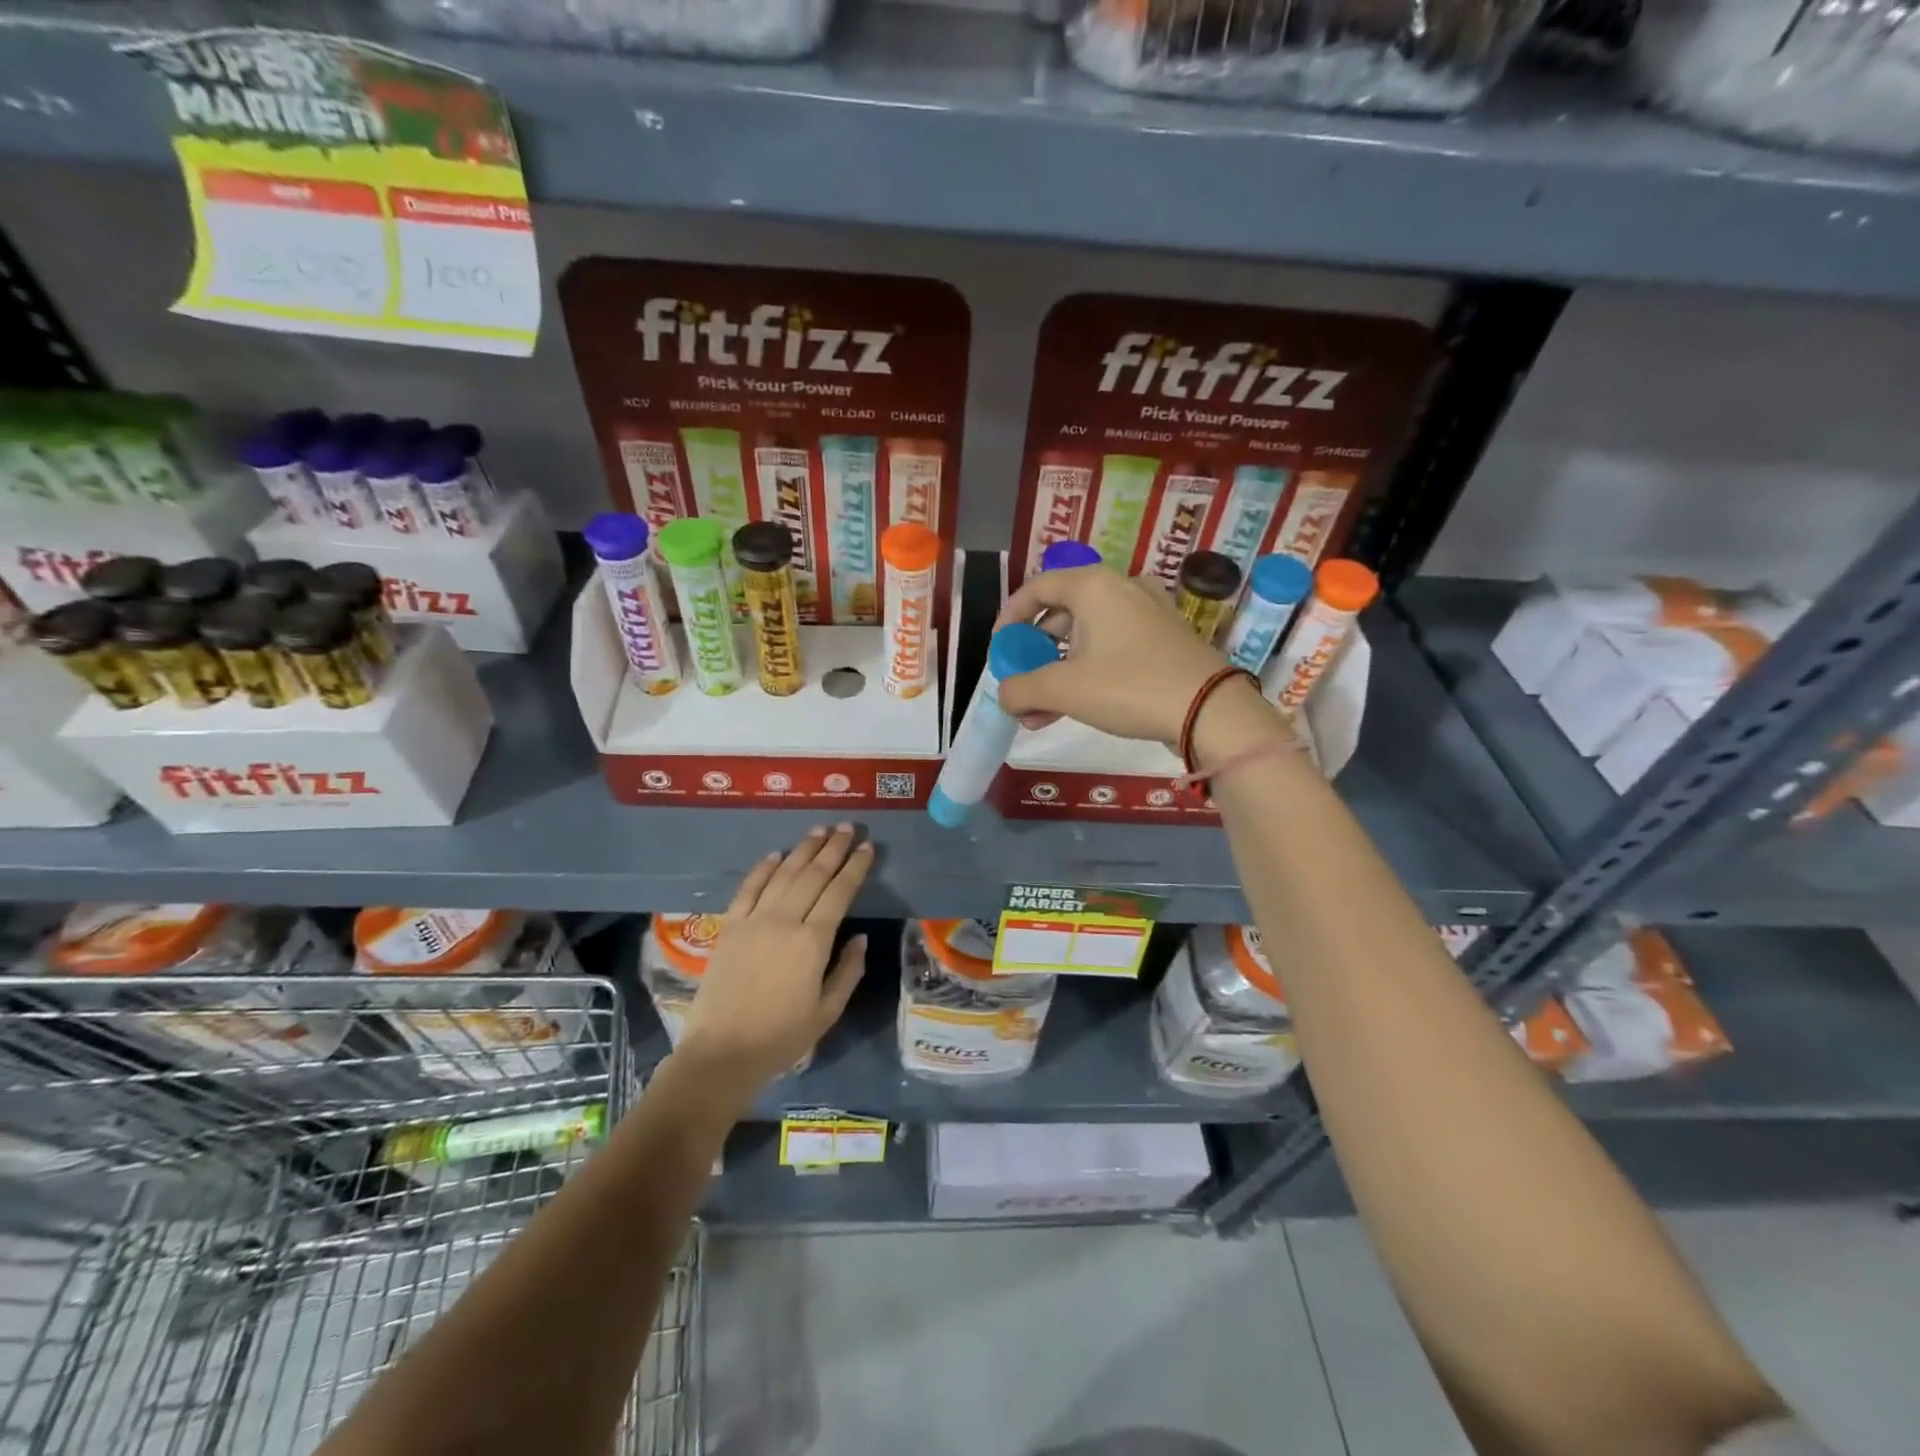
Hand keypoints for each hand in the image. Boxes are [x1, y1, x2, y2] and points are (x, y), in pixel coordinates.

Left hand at [673, 825, 872, 1104]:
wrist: (721, 1053)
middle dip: (833, 848)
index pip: (839, 892)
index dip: (855, 867)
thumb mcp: (828, 1012)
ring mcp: (753, 921)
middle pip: (813, 874)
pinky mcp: (730, 927)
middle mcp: (784, 921)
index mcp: (813, 942)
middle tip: (847, 827)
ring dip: (803, 849)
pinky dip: (763, 868)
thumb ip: (848, 971)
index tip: (866, 847)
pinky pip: (748, 888)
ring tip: (819, 830)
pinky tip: (775, 854)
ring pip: (782, 874)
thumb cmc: (781, 1037)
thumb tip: (860, 938)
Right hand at [994, 565, 1235, 746]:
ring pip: (1087, 637)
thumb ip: (1022, 689)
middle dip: (1034, 654)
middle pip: (1062, 614)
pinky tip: (1073, 709)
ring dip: (1057, 672)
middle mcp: (1121, 589)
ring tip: (1038, 712)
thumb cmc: (1129, 687)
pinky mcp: (1164, 639)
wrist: (1211, 710)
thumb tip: (1004, 695)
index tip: (999, 647)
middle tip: (1020, 683)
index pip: (1038, 587)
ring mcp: (1147, 614)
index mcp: (1094, 586)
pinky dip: (1087, 672)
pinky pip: (1112, 648)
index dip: (1010, 616)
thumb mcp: (1065, 690)